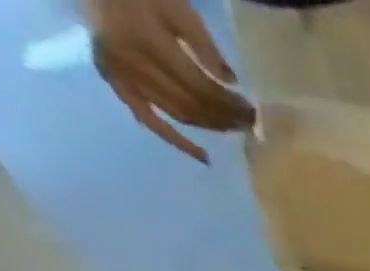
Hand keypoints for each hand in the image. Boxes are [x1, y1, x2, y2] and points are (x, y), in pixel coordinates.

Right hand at [86, 0, 253, 163]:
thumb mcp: (178, 9)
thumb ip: (205, 46)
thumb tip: (231, 83)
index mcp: (146, 40)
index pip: (200, 87)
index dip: (230, 105)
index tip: (253, 113)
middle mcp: (131, 62)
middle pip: (191, 104)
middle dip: (225, 118)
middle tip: (249, 124)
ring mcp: (120, 75)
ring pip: (178, 114)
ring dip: (210, 126)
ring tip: (233, 128)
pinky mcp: (115, 83)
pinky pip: (149, 120)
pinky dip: (177, 140)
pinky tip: (205, 157)